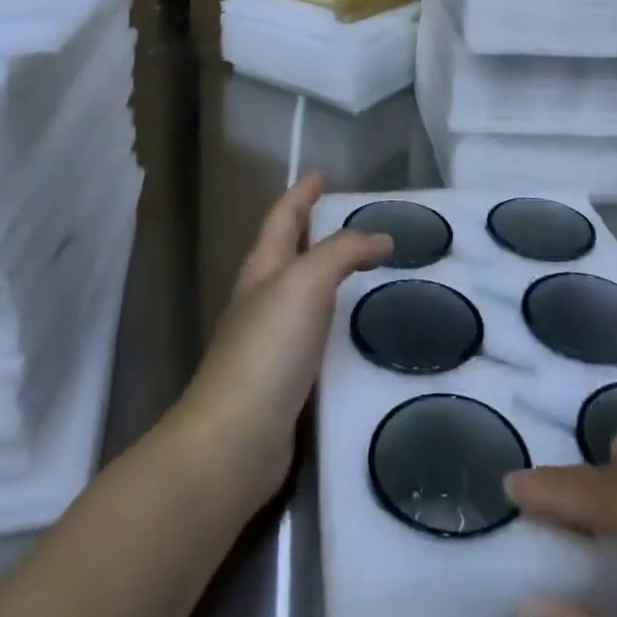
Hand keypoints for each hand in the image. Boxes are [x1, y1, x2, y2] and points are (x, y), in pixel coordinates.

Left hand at [170, 174, 390, 509]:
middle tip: (359, 220)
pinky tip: (360, 328)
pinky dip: (337, 320)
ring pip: (306, 293)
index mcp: (262, 268)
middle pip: (291, 251)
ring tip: (370, 268)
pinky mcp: (287, 378)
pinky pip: (317, 334)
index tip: (324, 175)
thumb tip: (381, 237)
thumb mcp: (305, 283)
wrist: (234, 441)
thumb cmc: (267, 349)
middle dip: (317, 230)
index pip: (283, 216)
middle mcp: (263, 298)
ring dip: (331, 275)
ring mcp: (272, 340)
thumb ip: (343, 252)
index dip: (302, 193)